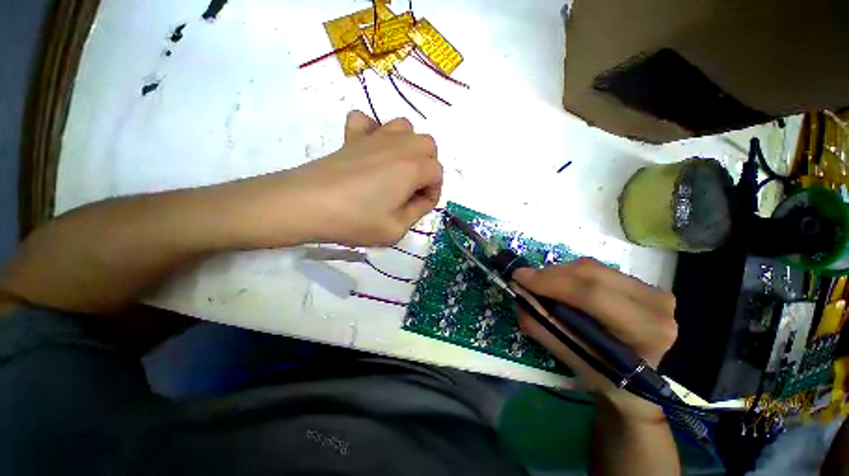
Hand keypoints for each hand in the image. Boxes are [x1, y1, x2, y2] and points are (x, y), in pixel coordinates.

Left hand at [282, 111, 441, 246]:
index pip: (437, 173)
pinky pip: (367, 120)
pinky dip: (374, 131)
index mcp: (412, 168)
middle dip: (427, 167)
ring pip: (404, 127)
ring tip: (397, 168)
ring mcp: (374, 137)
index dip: (433, 193)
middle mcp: (398, 146)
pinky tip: (370, 150)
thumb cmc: (355, 220)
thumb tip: (421, 199)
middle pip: (428, 145)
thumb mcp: (396, 229)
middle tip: (412, 189)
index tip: (419, 207)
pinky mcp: (351, 136)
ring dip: (408, 147)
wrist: (307, 204)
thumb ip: (417, 212)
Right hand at [513, 258, 676, 417]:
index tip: (519, 277)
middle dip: (550, 274)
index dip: (551, 282)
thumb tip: (518, 294)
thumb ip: (541, 325)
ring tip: (542, 285)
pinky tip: (562, 286)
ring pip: (592, 267)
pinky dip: (571, 274)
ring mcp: (651, 289)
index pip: (593, 294)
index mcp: (644, 331)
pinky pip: (596, 269)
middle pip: (591, 273)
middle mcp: (654, 302)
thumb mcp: (571, 359)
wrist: (645, 380)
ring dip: (559, 273)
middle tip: (526, 280)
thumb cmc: (608, 377)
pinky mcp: (642, 283)